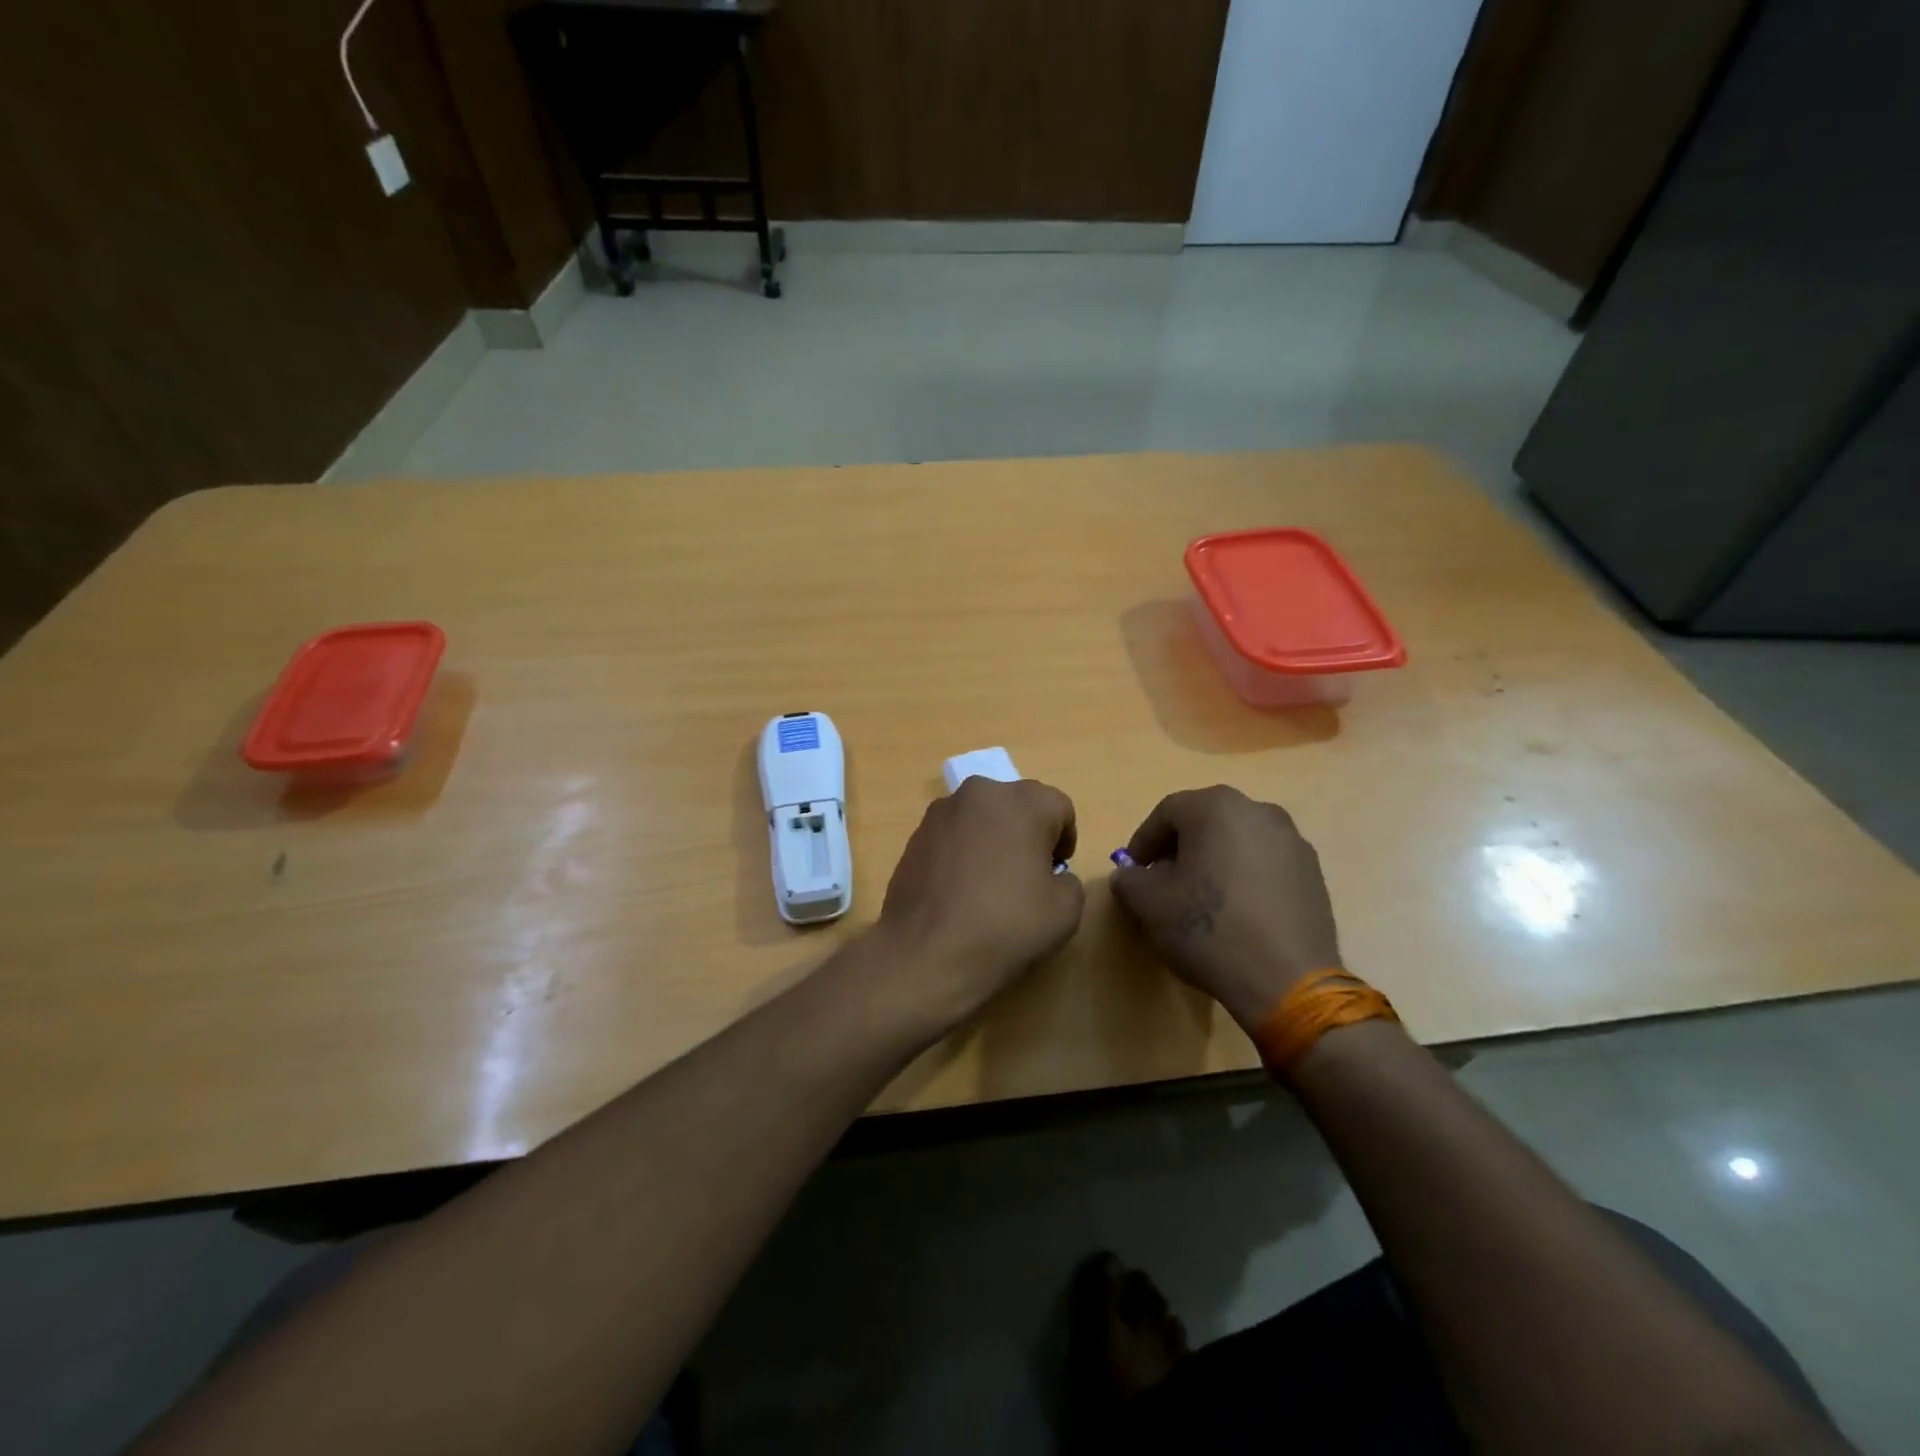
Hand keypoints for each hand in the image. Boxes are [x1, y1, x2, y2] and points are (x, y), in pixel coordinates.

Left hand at [874, 777, 1084, 1024]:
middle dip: (1026, 834)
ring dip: (992, 840)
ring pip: (981, 819)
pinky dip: (962, 853)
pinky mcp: (914, 836)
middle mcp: (980, 793)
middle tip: (1027, 876)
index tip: (1056, 871)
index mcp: (1022, 801)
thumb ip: (1069, 881)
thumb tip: (1052, 877)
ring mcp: (940, 813)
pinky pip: (952, 836)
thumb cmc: (1006, 926)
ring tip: (989, 885)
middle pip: (1016, 806)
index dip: (1064, 840)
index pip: (1059, 807)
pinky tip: (959, 891)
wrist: (927, 953)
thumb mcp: (1066, 911)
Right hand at [1110, 786, 1340, 1031]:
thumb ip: (1129, 879)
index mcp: (1216, 807)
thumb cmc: (1209, 929)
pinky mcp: (1313, 873)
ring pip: (1237, 841)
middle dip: (1179, 849)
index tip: (1133, 872)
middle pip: (1205, 821)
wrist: (1287, 981)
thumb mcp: (1148, 904)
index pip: (1166, 813)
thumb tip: (1130, 875)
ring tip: (1200, 899)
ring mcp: (1292, 841)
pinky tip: (1236, 912)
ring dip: (1213, 861)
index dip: (1143, 842)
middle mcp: (1259, 811)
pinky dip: (1244, 877)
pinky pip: (1265, 864)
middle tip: (1162, 882)